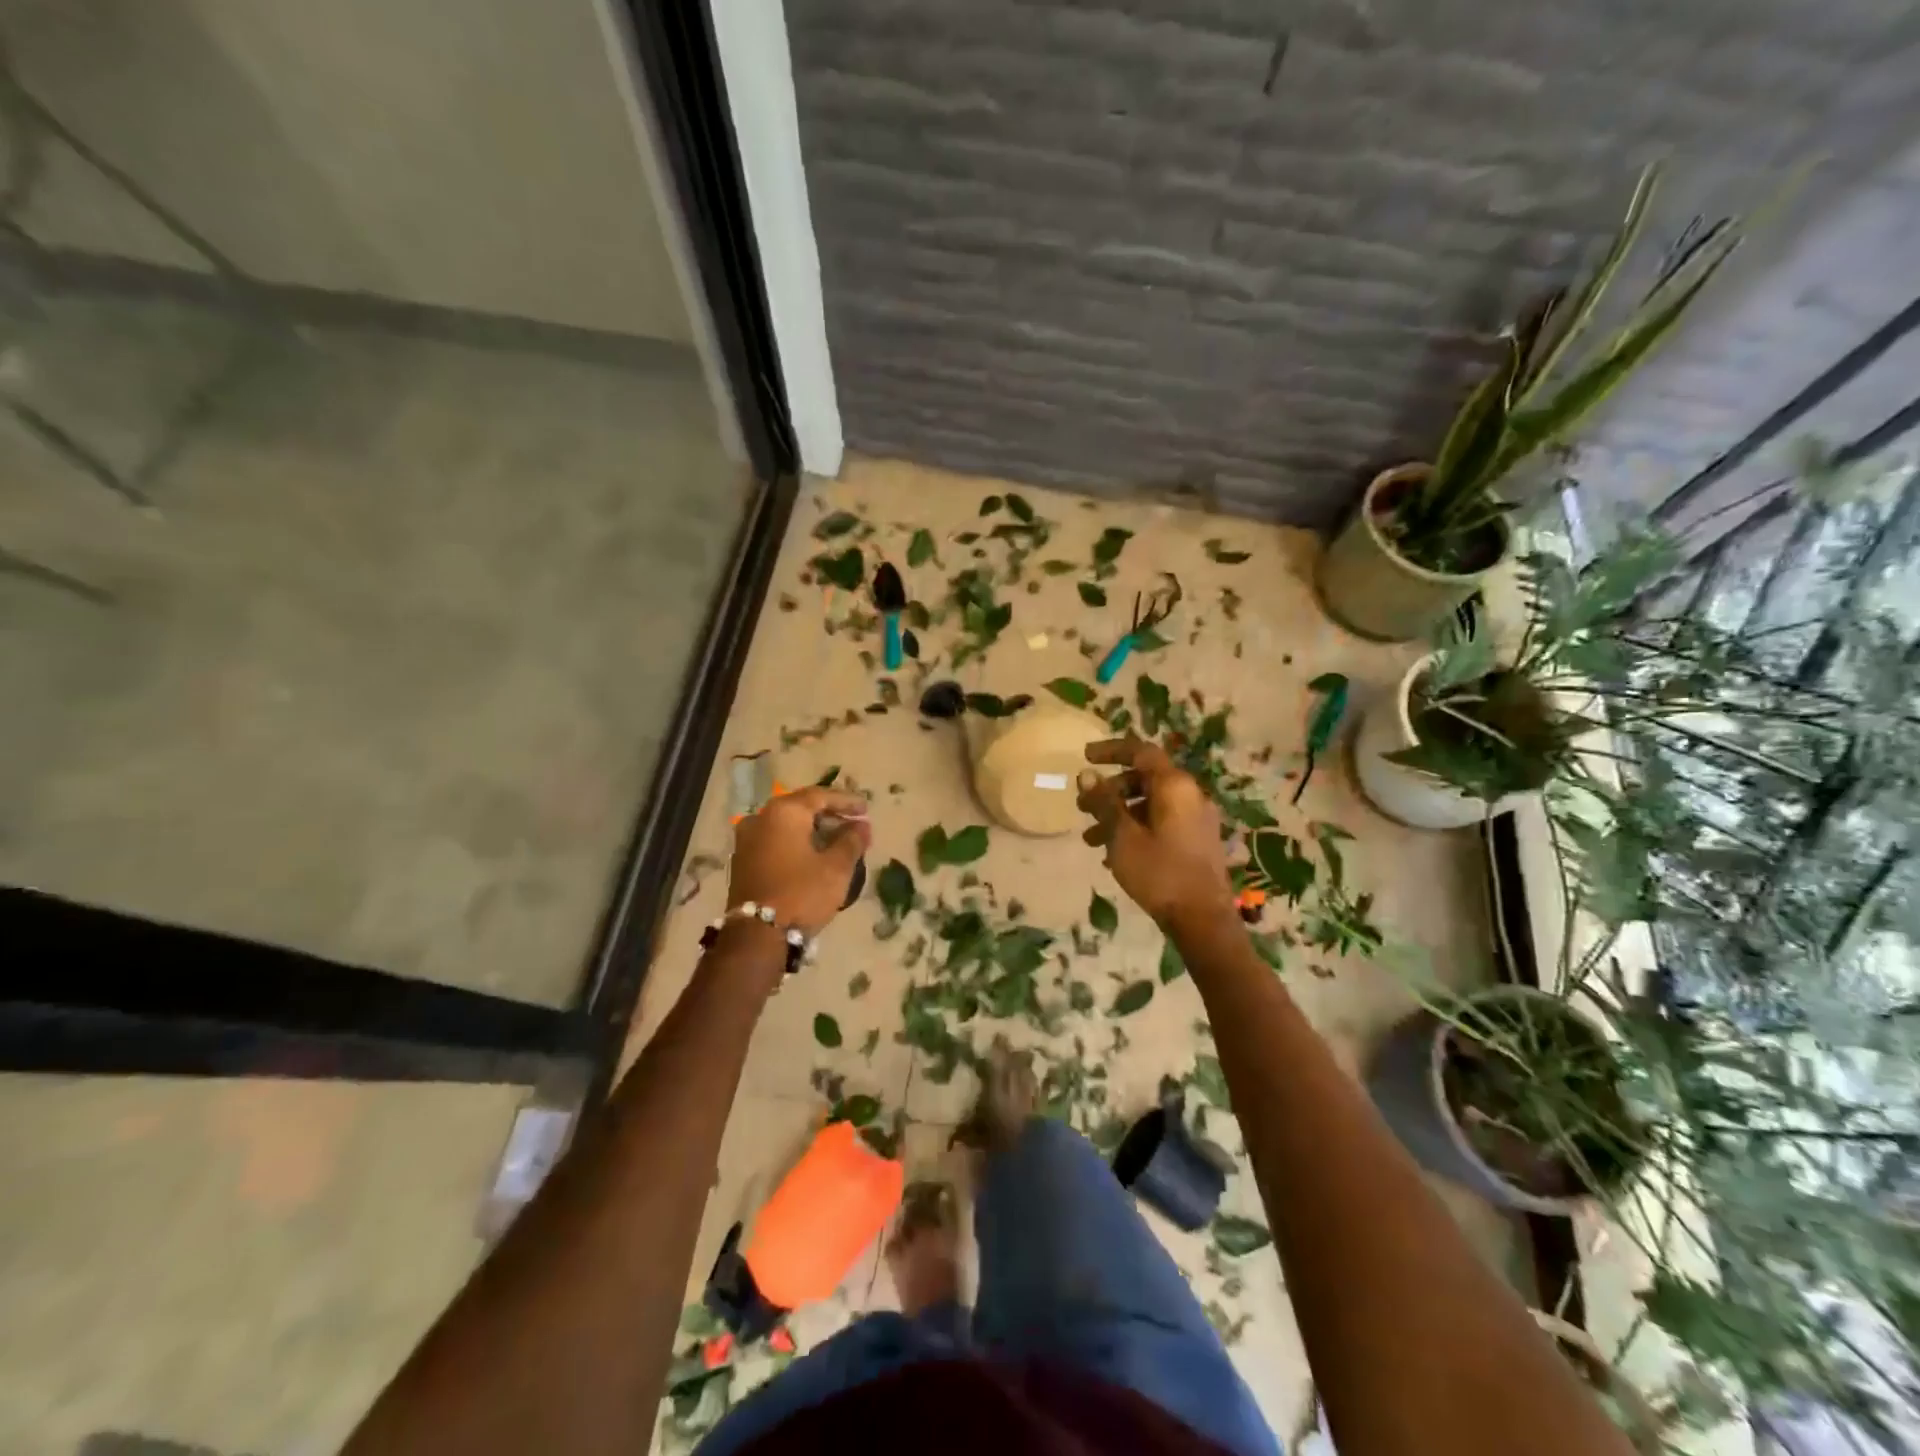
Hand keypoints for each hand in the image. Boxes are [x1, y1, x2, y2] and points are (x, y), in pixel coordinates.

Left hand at [728, 787, 871, 936]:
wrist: (756, 935)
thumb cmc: (802, 893)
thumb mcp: (836, 868)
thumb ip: (851, 841)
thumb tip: (861, 826)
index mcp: (784, 812)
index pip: (820, 796)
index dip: (846, 801)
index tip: (866, 808)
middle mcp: (761, 818)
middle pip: (801, 807)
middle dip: (829, 814)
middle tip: (853, 823)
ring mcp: (747, 839)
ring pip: (787, 825)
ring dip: (812, 829)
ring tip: (837, 840)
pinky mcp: (743, 860)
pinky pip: (775, 840)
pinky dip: (796, 842)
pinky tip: (813, 854)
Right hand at [1077, 737, 1235, 935]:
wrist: (1203, 920)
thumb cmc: (1160, 873)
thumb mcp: (1123, 836)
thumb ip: (1104, 803)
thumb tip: (1086, 775)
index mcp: (1175, 786)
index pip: (1141, 752)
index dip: (1111, 750)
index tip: (1085, 757)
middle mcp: (1190, 795)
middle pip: (1144, 779)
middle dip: (1110, 790)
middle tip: (1082, 808)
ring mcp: (1196, 819)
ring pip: (1150, 804)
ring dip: (1119, 814)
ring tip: (1091, 839)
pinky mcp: (1197, 841)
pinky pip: (1161, 822)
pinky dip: (1136, 828)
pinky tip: (1113, 855)